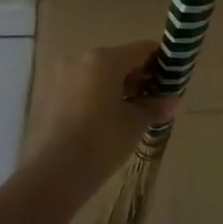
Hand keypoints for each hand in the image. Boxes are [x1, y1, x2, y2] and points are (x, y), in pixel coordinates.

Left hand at [23, 40, 178, 181]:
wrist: (53, 173)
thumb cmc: (102, 141)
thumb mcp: (135, 123)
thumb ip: (155, 107)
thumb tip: (174, 102)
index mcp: (104, 59)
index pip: (142, 49)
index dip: (161, 62)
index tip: (171, 80)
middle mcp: (80, 59)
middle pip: (118, 60)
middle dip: (138, 77)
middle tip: (153, 100)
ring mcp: (60, 76)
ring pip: (97, 74)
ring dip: (116, 88)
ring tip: (130, 113)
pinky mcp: (48, 95)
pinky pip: (80, 88)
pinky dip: (96, 96)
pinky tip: (105, 120)